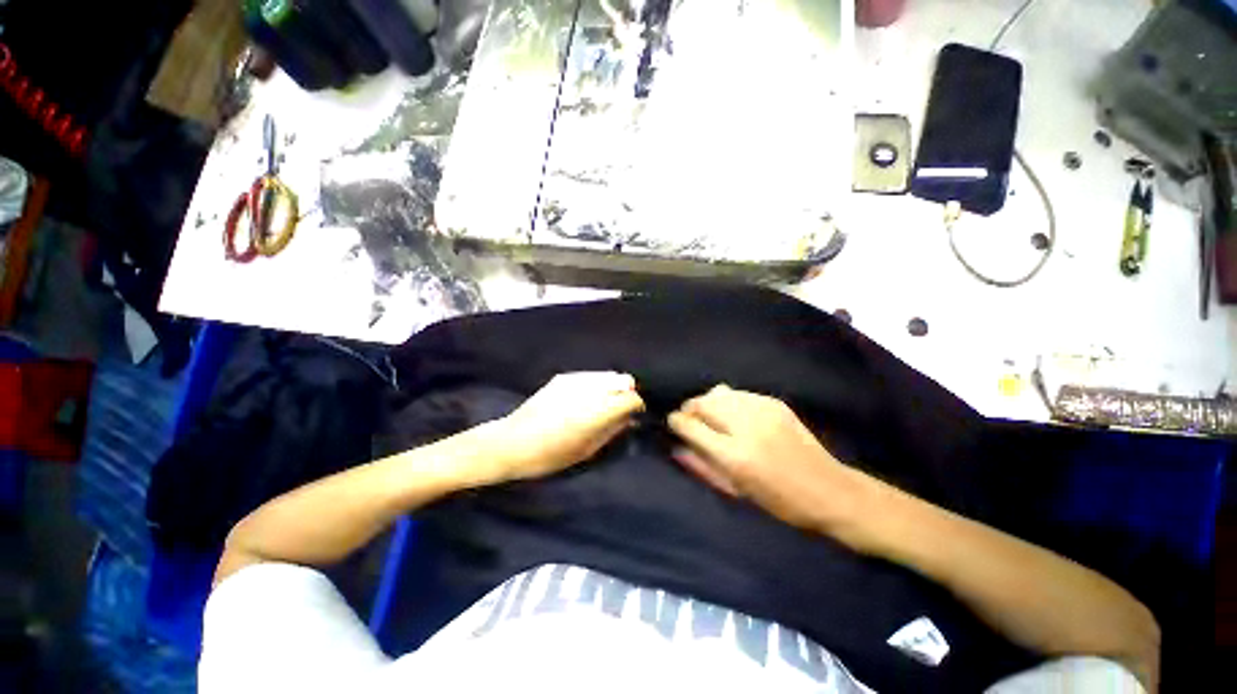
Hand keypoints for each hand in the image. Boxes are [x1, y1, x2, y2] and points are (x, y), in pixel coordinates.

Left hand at [483, 372, 644, 482]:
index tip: (634, 415)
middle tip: (619, 410)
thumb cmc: (549, 455)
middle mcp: (589, 389)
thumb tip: (630, 420)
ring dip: (612, 388)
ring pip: (609, 375)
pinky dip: (597, 385)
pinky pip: (591, 376)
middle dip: (627, 394)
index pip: (631, 397)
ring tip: (602, 404)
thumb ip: (612, 431)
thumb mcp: (586, 450)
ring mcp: (575, 379)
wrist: (511, 442)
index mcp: (596, 411)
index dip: (636, 406)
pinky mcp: (563, 376)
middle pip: (624, 380)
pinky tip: (585, 400)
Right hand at [668, 385, 866, 531]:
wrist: (829, 489)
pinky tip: (735, 415)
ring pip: (718, 392)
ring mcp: (761, 410)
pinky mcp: (774, 402)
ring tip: (712, 416)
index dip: (676, 422)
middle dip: (690, 409)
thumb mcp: (736, 491)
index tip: (675, 425)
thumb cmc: (779, 501)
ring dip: (708, 403)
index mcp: (734, 455)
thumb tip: (675, 447)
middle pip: (701, 402)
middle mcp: (745, 426)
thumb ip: (701, 466)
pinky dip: (729, 402)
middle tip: (691, 420)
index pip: (690, 425)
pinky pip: (739, 394)